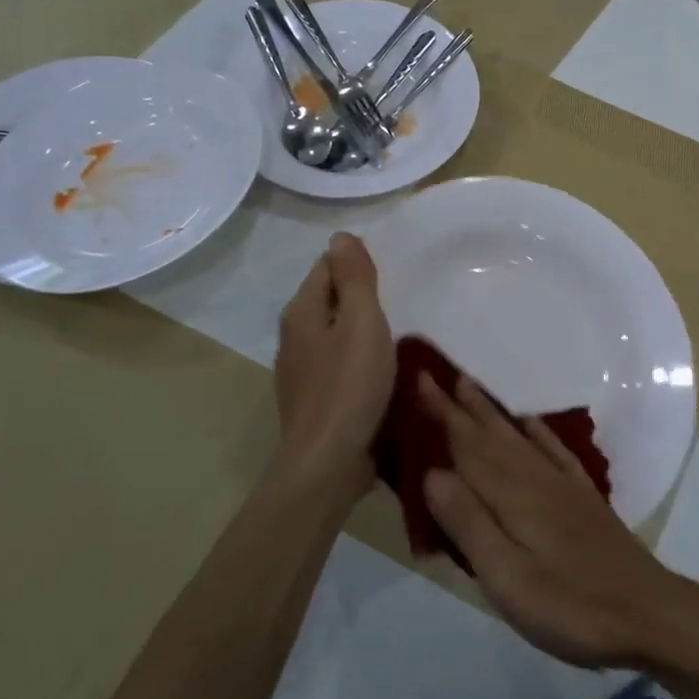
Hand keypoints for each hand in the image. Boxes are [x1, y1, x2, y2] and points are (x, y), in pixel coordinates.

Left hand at [272, 233, 393, 498]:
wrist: (328, 462)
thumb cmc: (349, 386)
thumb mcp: (361, 322)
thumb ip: (354, 278)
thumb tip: (340, 235)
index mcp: (302, 312)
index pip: (327, 267)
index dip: (357, 263)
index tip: (393, 269)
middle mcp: (295, 337)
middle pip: (330, 300)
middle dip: (361, 296)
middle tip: (404, 297)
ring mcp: (302, 372)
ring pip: (335, 335)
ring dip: (361, 330)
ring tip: (400, 331)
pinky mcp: (316, 400)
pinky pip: (340, 365)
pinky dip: (360, 359)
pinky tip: (383, 370)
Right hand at [419, 373, 694, 668]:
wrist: (648, 613)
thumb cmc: (570, 605)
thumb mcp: (507, 578)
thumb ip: (469, 524)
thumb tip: (431, 473)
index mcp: (511, 496)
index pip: (466, 446)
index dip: (441, 415)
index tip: (418, 379)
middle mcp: (535, 479)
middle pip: (490, 435)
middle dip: (459, 406)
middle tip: (434, 375)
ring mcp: (563, 486)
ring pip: (518, 437)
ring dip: (491, 412)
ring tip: (470, 387)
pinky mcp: (584, 499)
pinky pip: (555, 451)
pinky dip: (538, 433)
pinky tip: (529, 423)